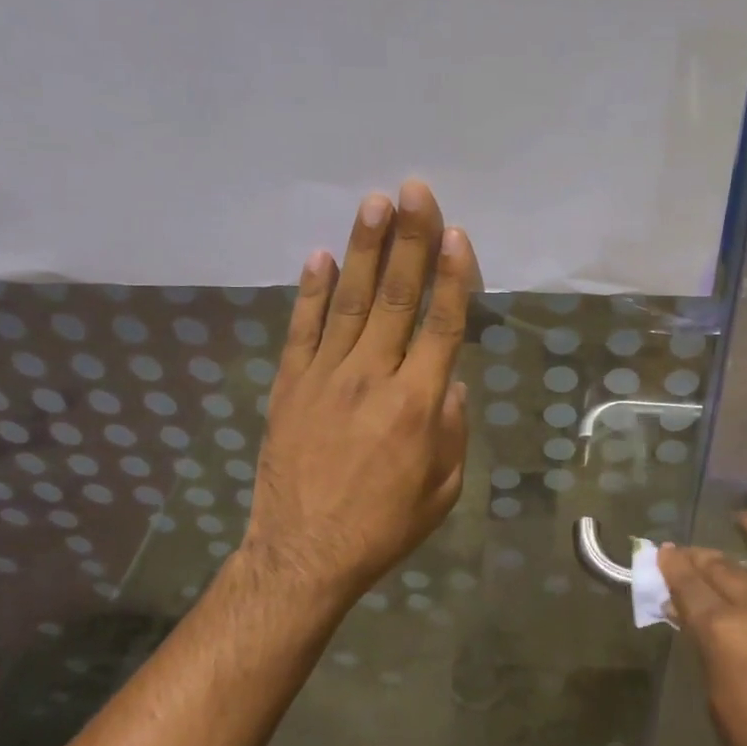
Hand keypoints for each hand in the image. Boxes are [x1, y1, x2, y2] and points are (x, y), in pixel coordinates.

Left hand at [239, 179, 479, 612]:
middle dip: (408, 240)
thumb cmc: (384, 526)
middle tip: (414, 191)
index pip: (441, 325)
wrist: (304, 555)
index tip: (456, 233)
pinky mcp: (290, 385)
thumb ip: (453, 428)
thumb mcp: (444, 489)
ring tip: (374, 203)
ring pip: (351, 302)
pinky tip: (321, 256)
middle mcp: (372, 378)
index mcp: (417, 405)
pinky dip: (312, 291)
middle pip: (396, 297)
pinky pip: (303, 329)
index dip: (452, 276)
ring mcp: (325, 377)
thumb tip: (448, 379)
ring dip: (364, 249)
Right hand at [660, 514, 746, 745]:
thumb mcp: (718, 701)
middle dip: (701, 557)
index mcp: (723, 629)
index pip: (687, 584)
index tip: (665, 553)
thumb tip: (690, 615)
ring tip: (746, 518)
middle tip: (693, 555)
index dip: (672, 566)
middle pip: (723, 566)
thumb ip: (705, 648)